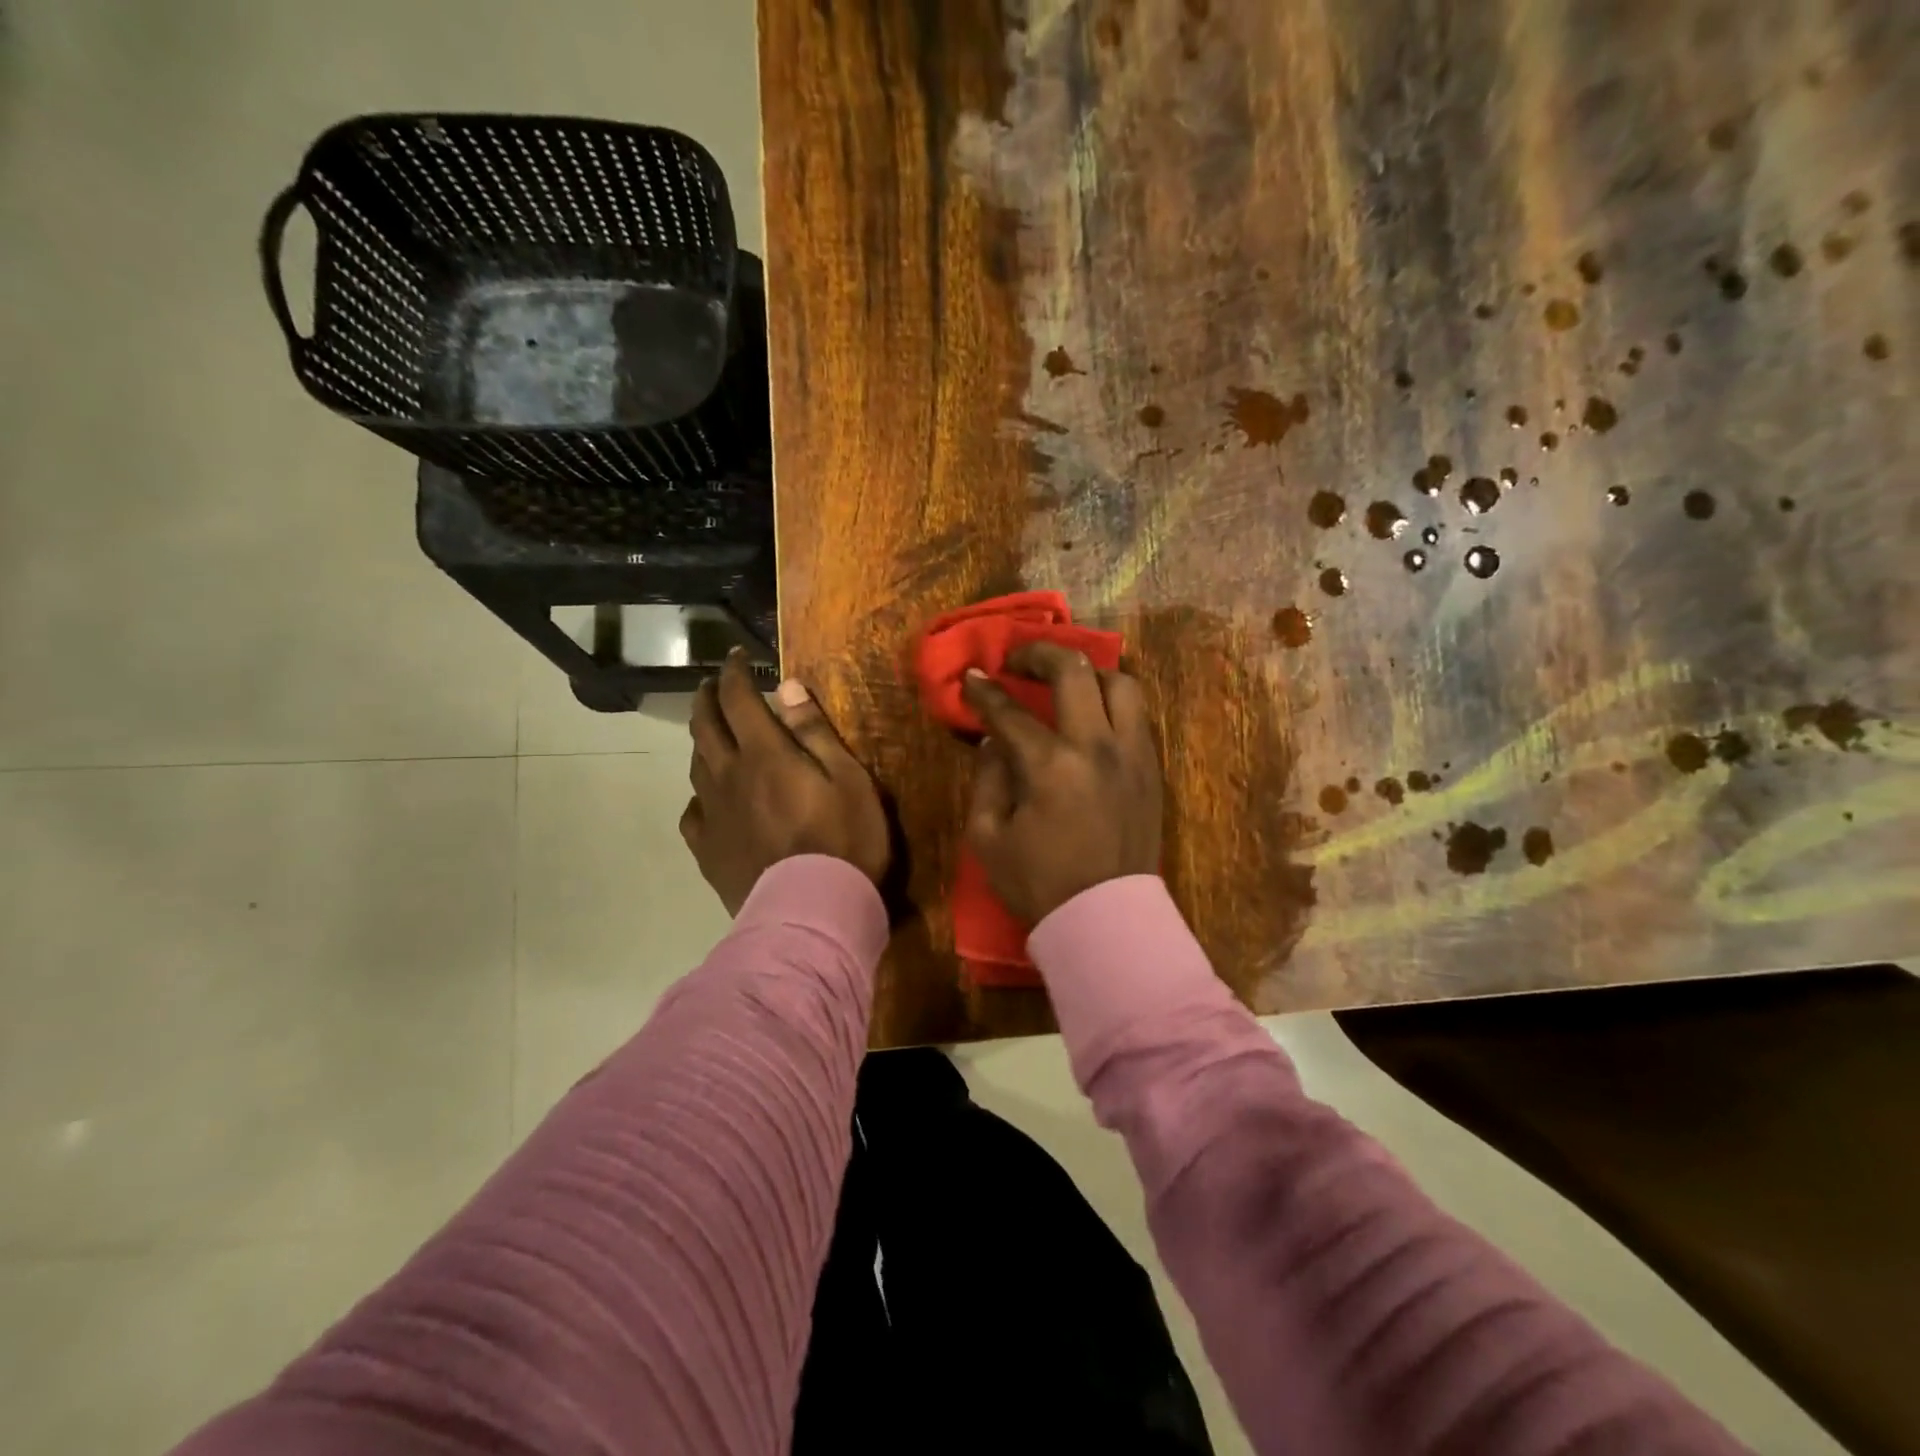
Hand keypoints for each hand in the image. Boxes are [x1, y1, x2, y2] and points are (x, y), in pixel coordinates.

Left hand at [681, 649, 890, 914]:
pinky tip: (708, 800)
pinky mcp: (708, 850)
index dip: (735, 673)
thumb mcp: (849, 778)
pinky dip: (699, 795)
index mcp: (765, 753)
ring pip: (696, 765)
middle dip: (707, 698)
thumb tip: (787, 686)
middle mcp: (729, 775)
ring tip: (710, 733)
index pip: (739, 699)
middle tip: (712, 684)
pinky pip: (693, 813)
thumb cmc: (844, 840)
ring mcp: (713, 814)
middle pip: (705, 726)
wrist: (812, 911)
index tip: (737, 657)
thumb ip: (815, 732)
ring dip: (701, 740)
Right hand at [961, 642, 1163, 924]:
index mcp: (1050, 767)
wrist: (1105, 921)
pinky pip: (1137, 715)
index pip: (1010, 712)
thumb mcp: (987, 838)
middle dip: (1039, 654)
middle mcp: (1097, 747)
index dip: (984, 691)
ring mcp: (1132, 755)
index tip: (971, 677)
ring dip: (1087, 673)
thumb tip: (995, 741)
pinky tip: (1091, 716)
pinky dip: (1111, 703)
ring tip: (1064, 683)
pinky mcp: (1152, 769)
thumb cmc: (1038, 884)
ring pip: (1121, 682)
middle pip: (1074, 670)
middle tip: (1018, 661)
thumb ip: (987, 779)